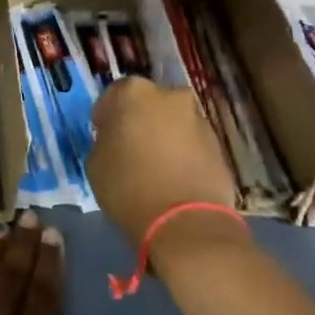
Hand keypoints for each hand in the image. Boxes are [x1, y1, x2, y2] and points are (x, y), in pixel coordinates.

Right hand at [88, 76, 238, 244]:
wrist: (185, 222)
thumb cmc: (128, 186)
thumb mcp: (95, 162)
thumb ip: (105, 140)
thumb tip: (116, 140)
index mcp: (134, 92)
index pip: (114, 95)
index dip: (107, 116)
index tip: (104, 135)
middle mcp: (170, 96)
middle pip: (149, 104)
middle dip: (140, 121)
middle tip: (130, 148)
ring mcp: (199, 119)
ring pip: (174, 123)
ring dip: (164, 137)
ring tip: (155, 168)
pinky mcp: (219, 146)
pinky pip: (192, 144)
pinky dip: (183, 155)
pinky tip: (174, 179)